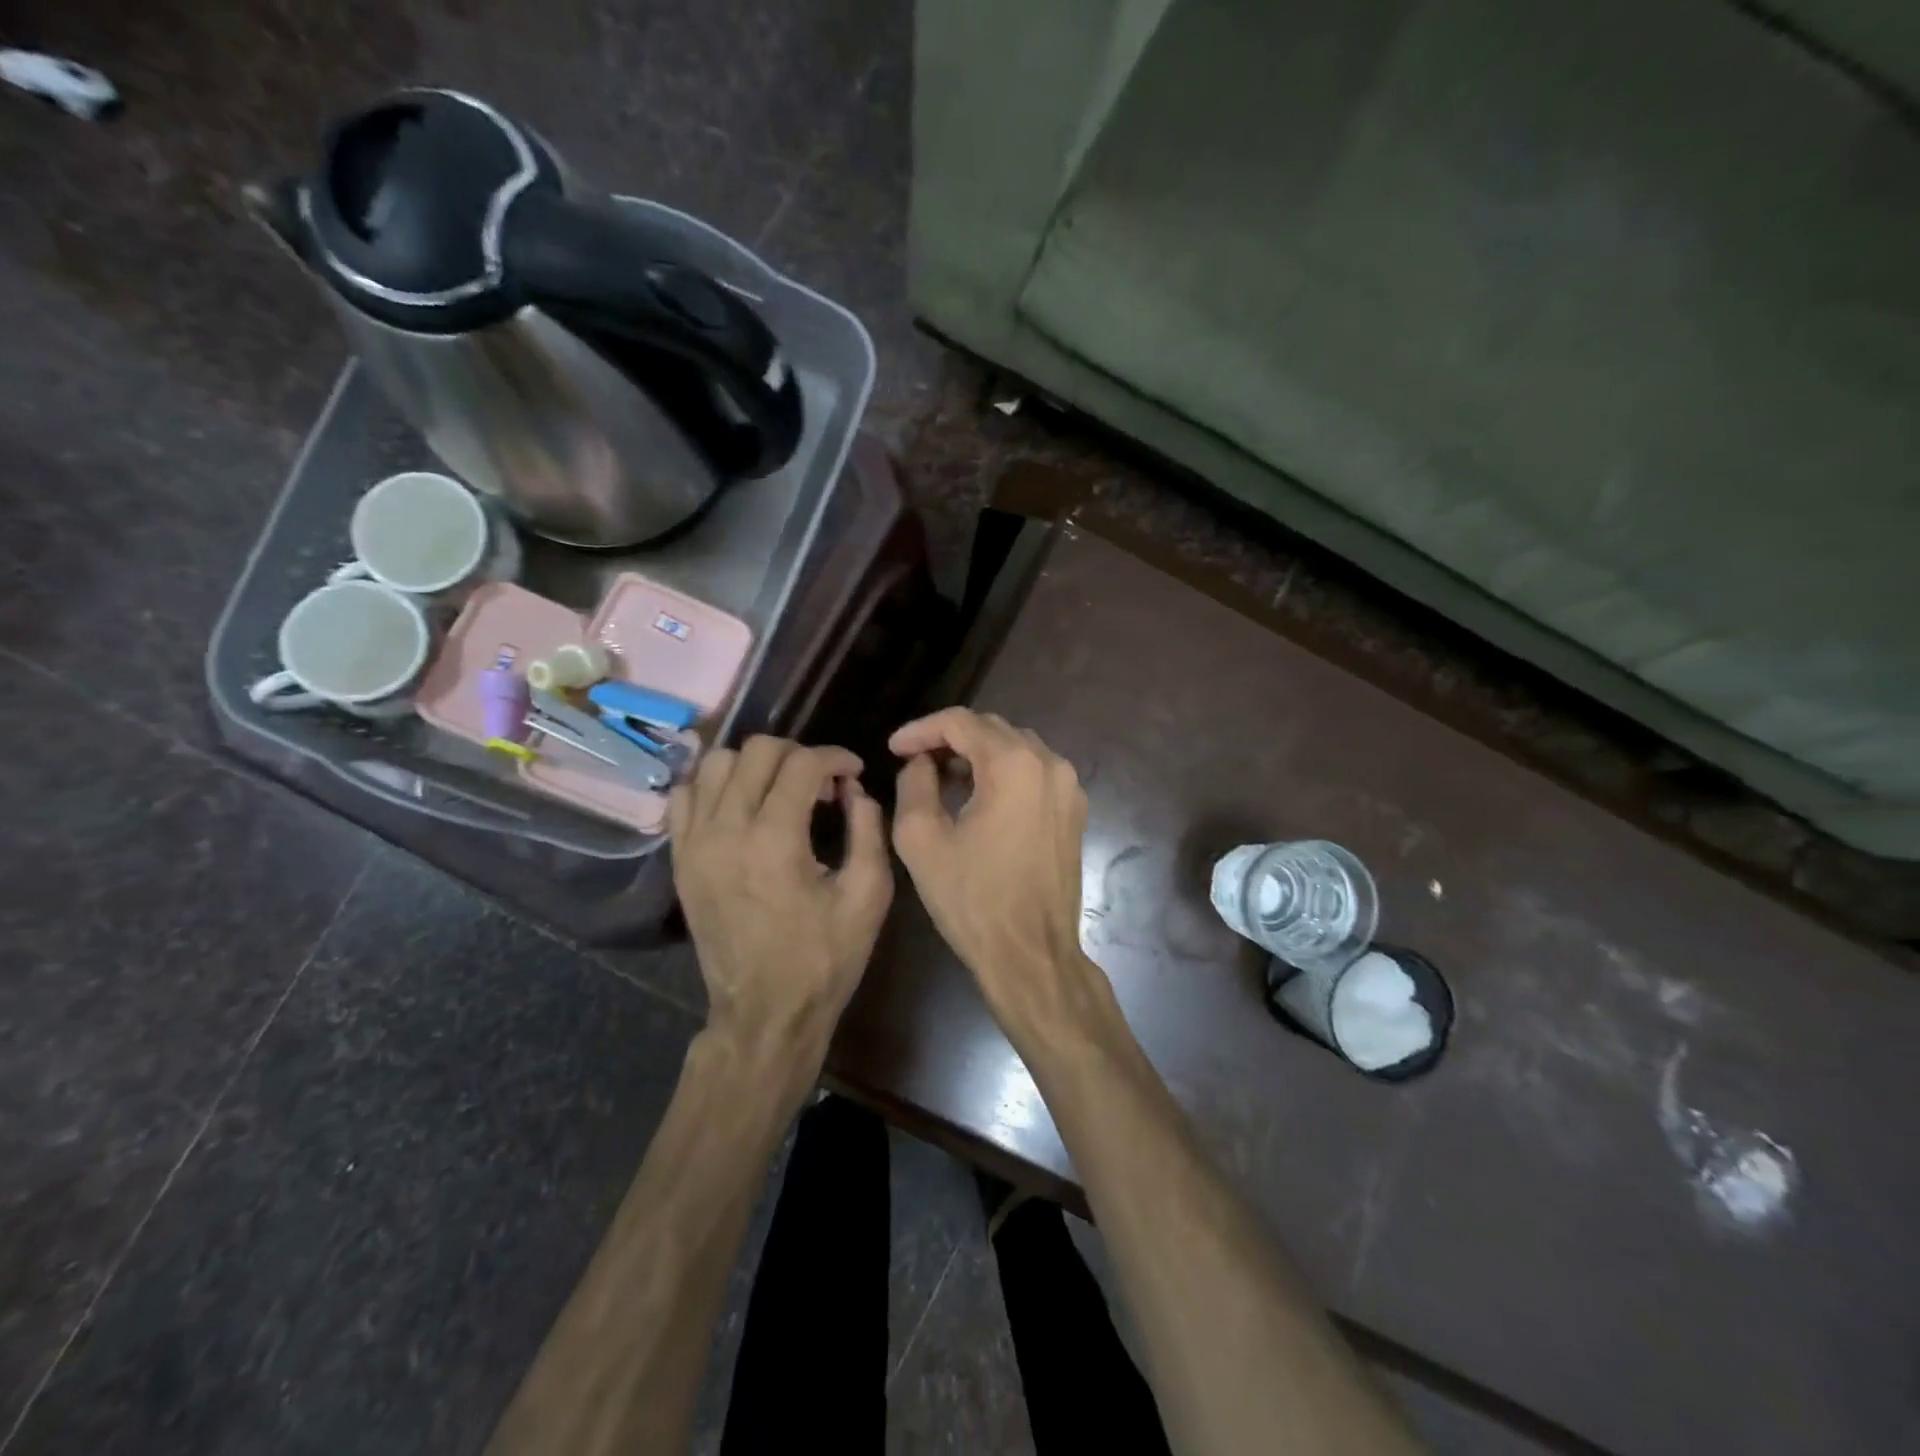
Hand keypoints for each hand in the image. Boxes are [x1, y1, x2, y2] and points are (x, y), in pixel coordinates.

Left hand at [670, 736, 892, 1072]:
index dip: (836, 757)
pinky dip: (714, 785)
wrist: (765, 1012)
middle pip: (757, 751)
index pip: (803, 763)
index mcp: (775, 840)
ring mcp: (695, 843)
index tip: (853, 773)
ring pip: (715, 763)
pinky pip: (686, 795)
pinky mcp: (680, 858)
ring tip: (780, 790)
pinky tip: (741, 805)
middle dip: (798, 753)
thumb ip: (867, 827)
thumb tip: (853, 789)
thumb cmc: (824, 958)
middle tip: (821, 782)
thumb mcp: (868, 895)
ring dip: (754, 765)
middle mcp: (726, 830)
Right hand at [890, 709, 1111, 1047]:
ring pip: (1016, 748)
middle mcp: (1050, 764)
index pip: (961, 722)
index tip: (893, 748)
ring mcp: (1069, 787)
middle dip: (950, 739)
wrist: (1031, 954)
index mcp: (1014, 765)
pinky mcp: (1075, 811)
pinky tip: (979, 798)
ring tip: (943, 778)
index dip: (921, 729)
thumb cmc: (972, 899)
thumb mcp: (922, 839)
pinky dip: (1003, 773)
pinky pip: (1034, 773)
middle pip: (992, 729)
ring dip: (977, 754)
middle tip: (915, 761)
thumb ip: (914, 784)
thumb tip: (920, 762)